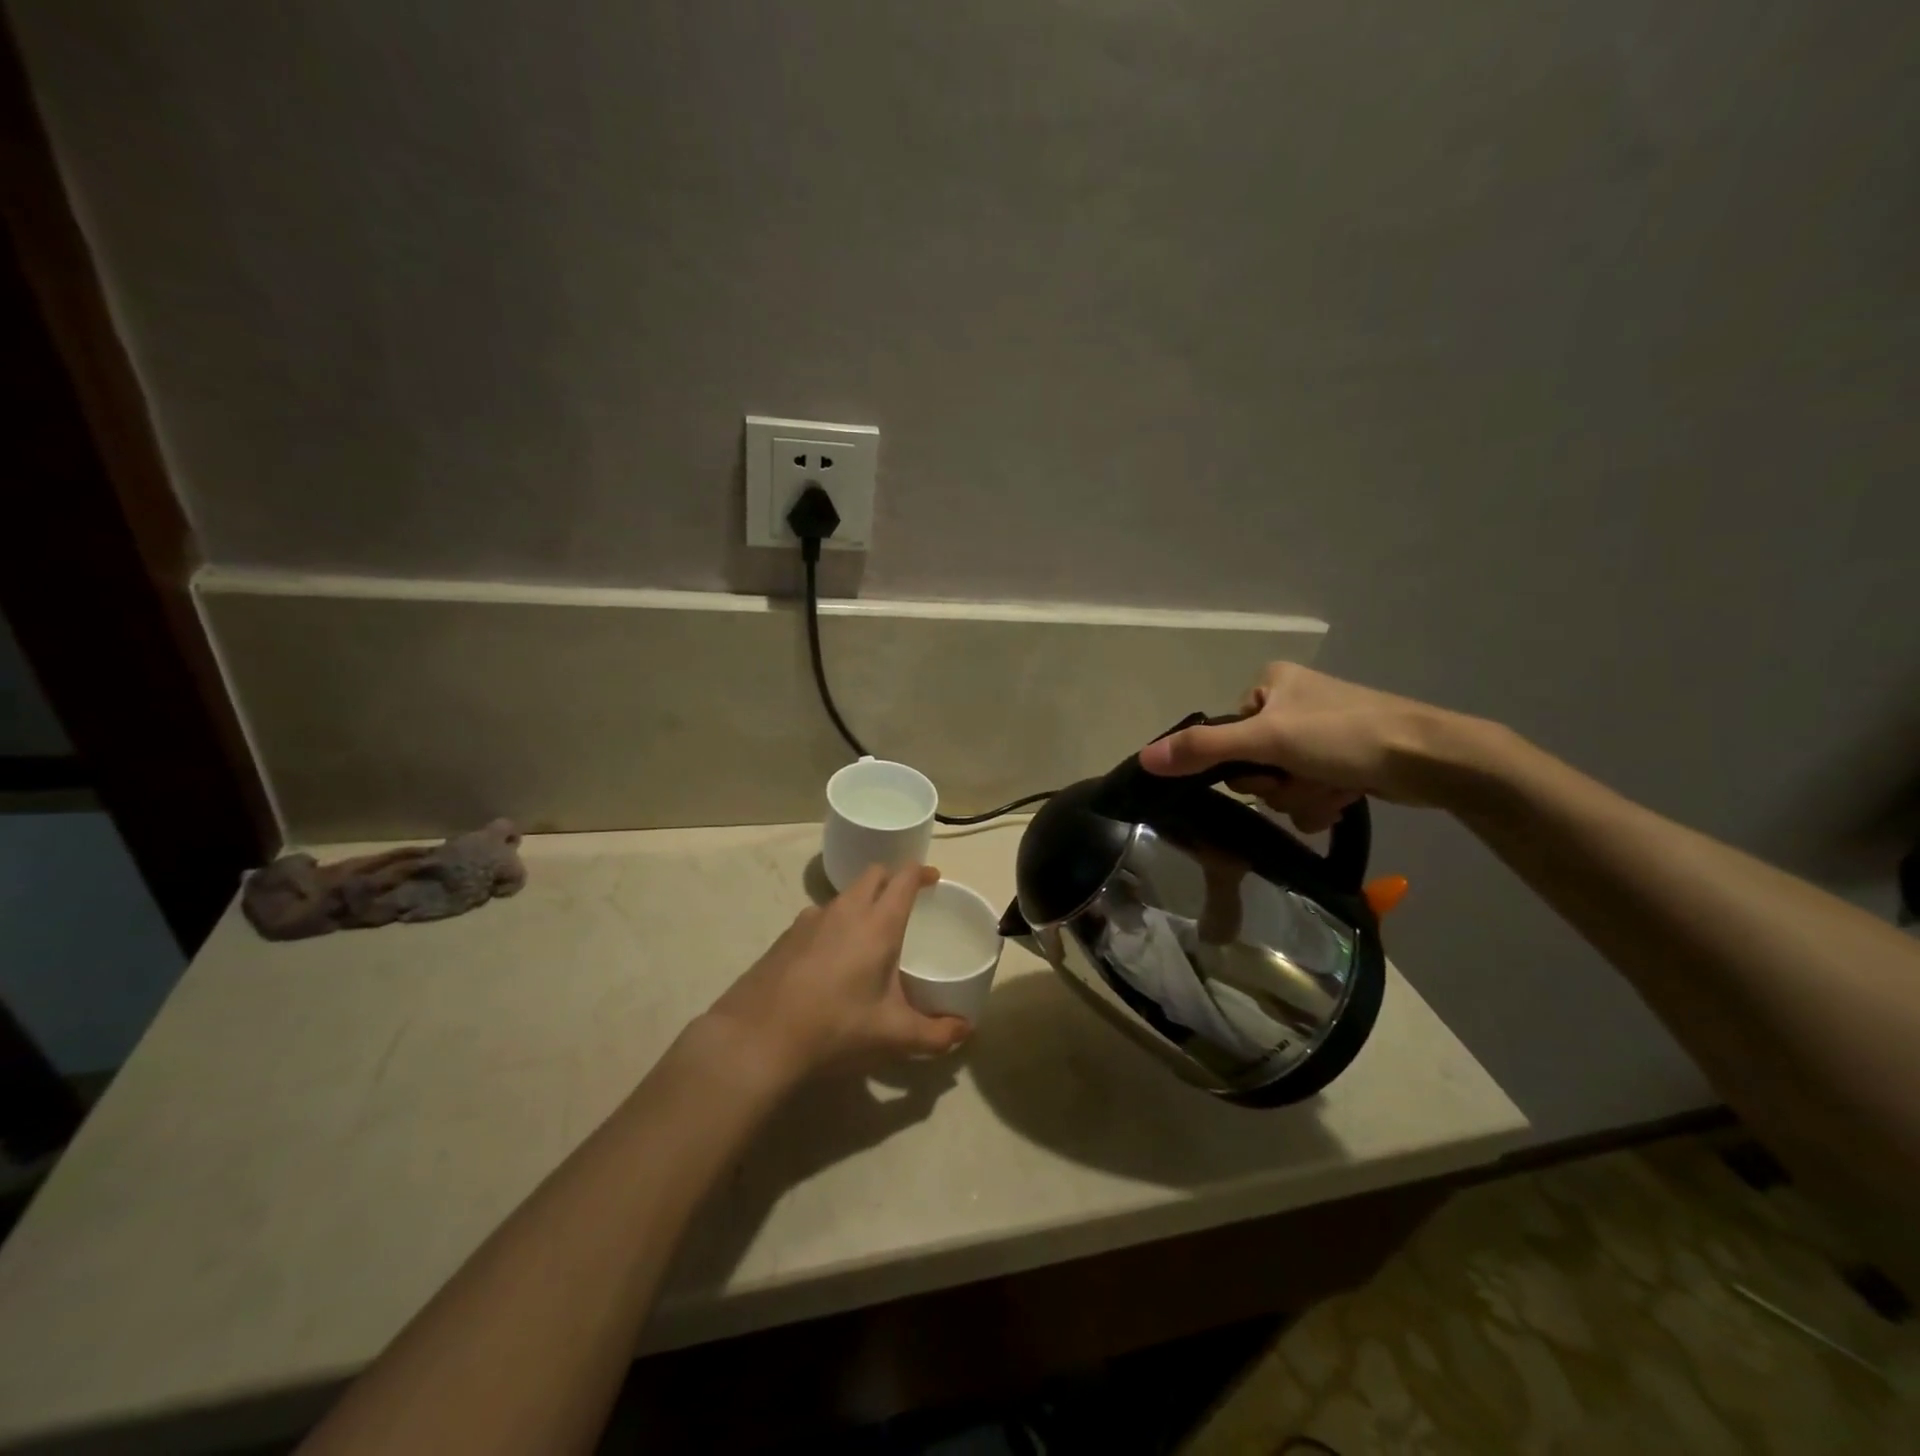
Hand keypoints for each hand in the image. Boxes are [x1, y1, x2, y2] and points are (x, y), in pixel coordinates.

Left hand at [707, 863, 970, 1079]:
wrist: (757, 1039)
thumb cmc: (836, 1029)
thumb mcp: (893, 1036)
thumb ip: (936, 1034)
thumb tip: (965, 1030)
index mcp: (877, 924)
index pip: (903, 878)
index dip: (921, 872)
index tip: (934, 880)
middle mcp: (845, 910)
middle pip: (873, 875)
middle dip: (892, 880)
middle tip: (906, 903)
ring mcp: (809, 920)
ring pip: (844, 895)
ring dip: (862, 902)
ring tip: (869, 935)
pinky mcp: (785, 936)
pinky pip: (819, 917)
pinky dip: (834, 924)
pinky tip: (832, 960)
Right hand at [1138, 662, 1483, 831]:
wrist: (1433, 759)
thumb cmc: (1346, 735)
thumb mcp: (1267, 739)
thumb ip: (1204, 749)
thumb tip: (1145, 759)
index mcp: (1271, 683)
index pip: (1227, 734)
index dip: (1243, 761)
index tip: (1269, 767)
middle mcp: (1292, 703)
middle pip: (1254, 763)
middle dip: (1279, 783)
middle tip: (1306, 777)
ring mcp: (1319, 734)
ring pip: (1282, 784)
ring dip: (1303, 796)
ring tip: (1336, 787)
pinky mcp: (1343, 760)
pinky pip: (1310, 791)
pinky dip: (1324, 799)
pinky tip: (1348, 794)